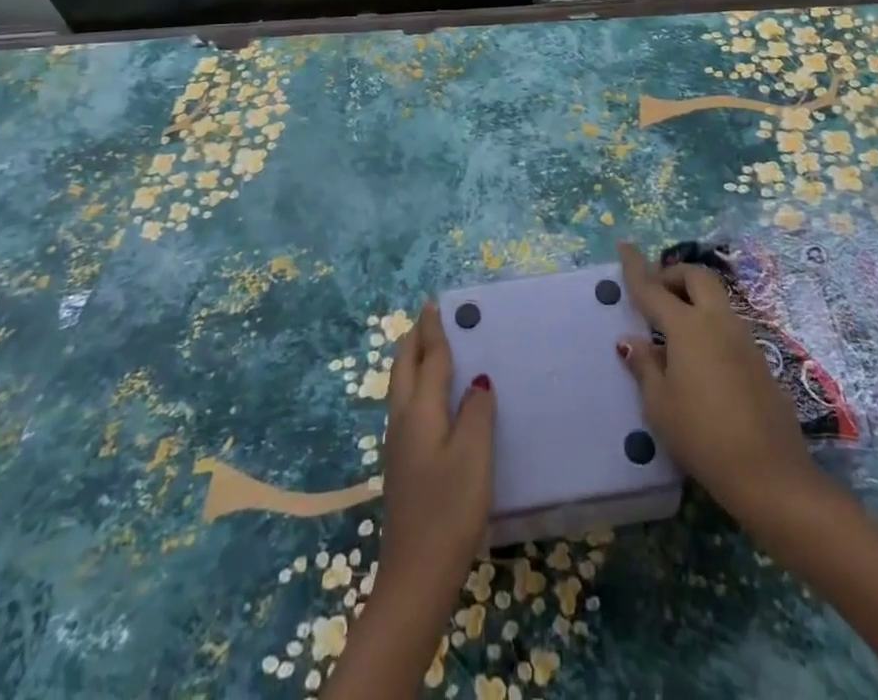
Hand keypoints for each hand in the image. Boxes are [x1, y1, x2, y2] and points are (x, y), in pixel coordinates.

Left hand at [377, 303, 496, 607]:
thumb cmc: (449, 508)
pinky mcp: (402, 463)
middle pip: (404, 367)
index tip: (433, 303)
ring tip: (431, 347)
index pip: (428, 358)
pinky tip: (432, 397)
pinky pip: (407, 405)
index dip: (433, 330)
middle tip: (430, 317)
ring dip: (413, 360)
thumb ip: (477, 411)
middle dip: (414, 339)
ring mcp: (398, 443)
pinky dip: (417, 384)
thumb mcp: (474, 454)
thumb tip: (478, 380)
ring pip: (401, 387)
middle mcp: (403, 419)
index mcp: (420, 410)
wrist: (416, 575)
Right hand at [616, 242, 819, 520]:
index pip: (654, 289)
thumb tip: (631, 340)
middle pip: (696, 277)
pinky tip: (700, 357)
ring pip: (716, 298)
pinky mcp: (760, 358)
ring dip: (693, 298)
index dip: (636, 267)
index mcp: (688, 327)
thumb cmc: (702, 436)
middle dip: (673, 275)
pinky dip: (709, 323)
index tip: (624, 245)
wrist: (769, 472)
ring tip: (674, 328)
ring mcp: (744, 338)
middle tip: (656, 295)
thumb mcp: (660, 405)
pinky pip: (728, 324)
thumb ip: (645, 366)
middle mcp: (717, 321)